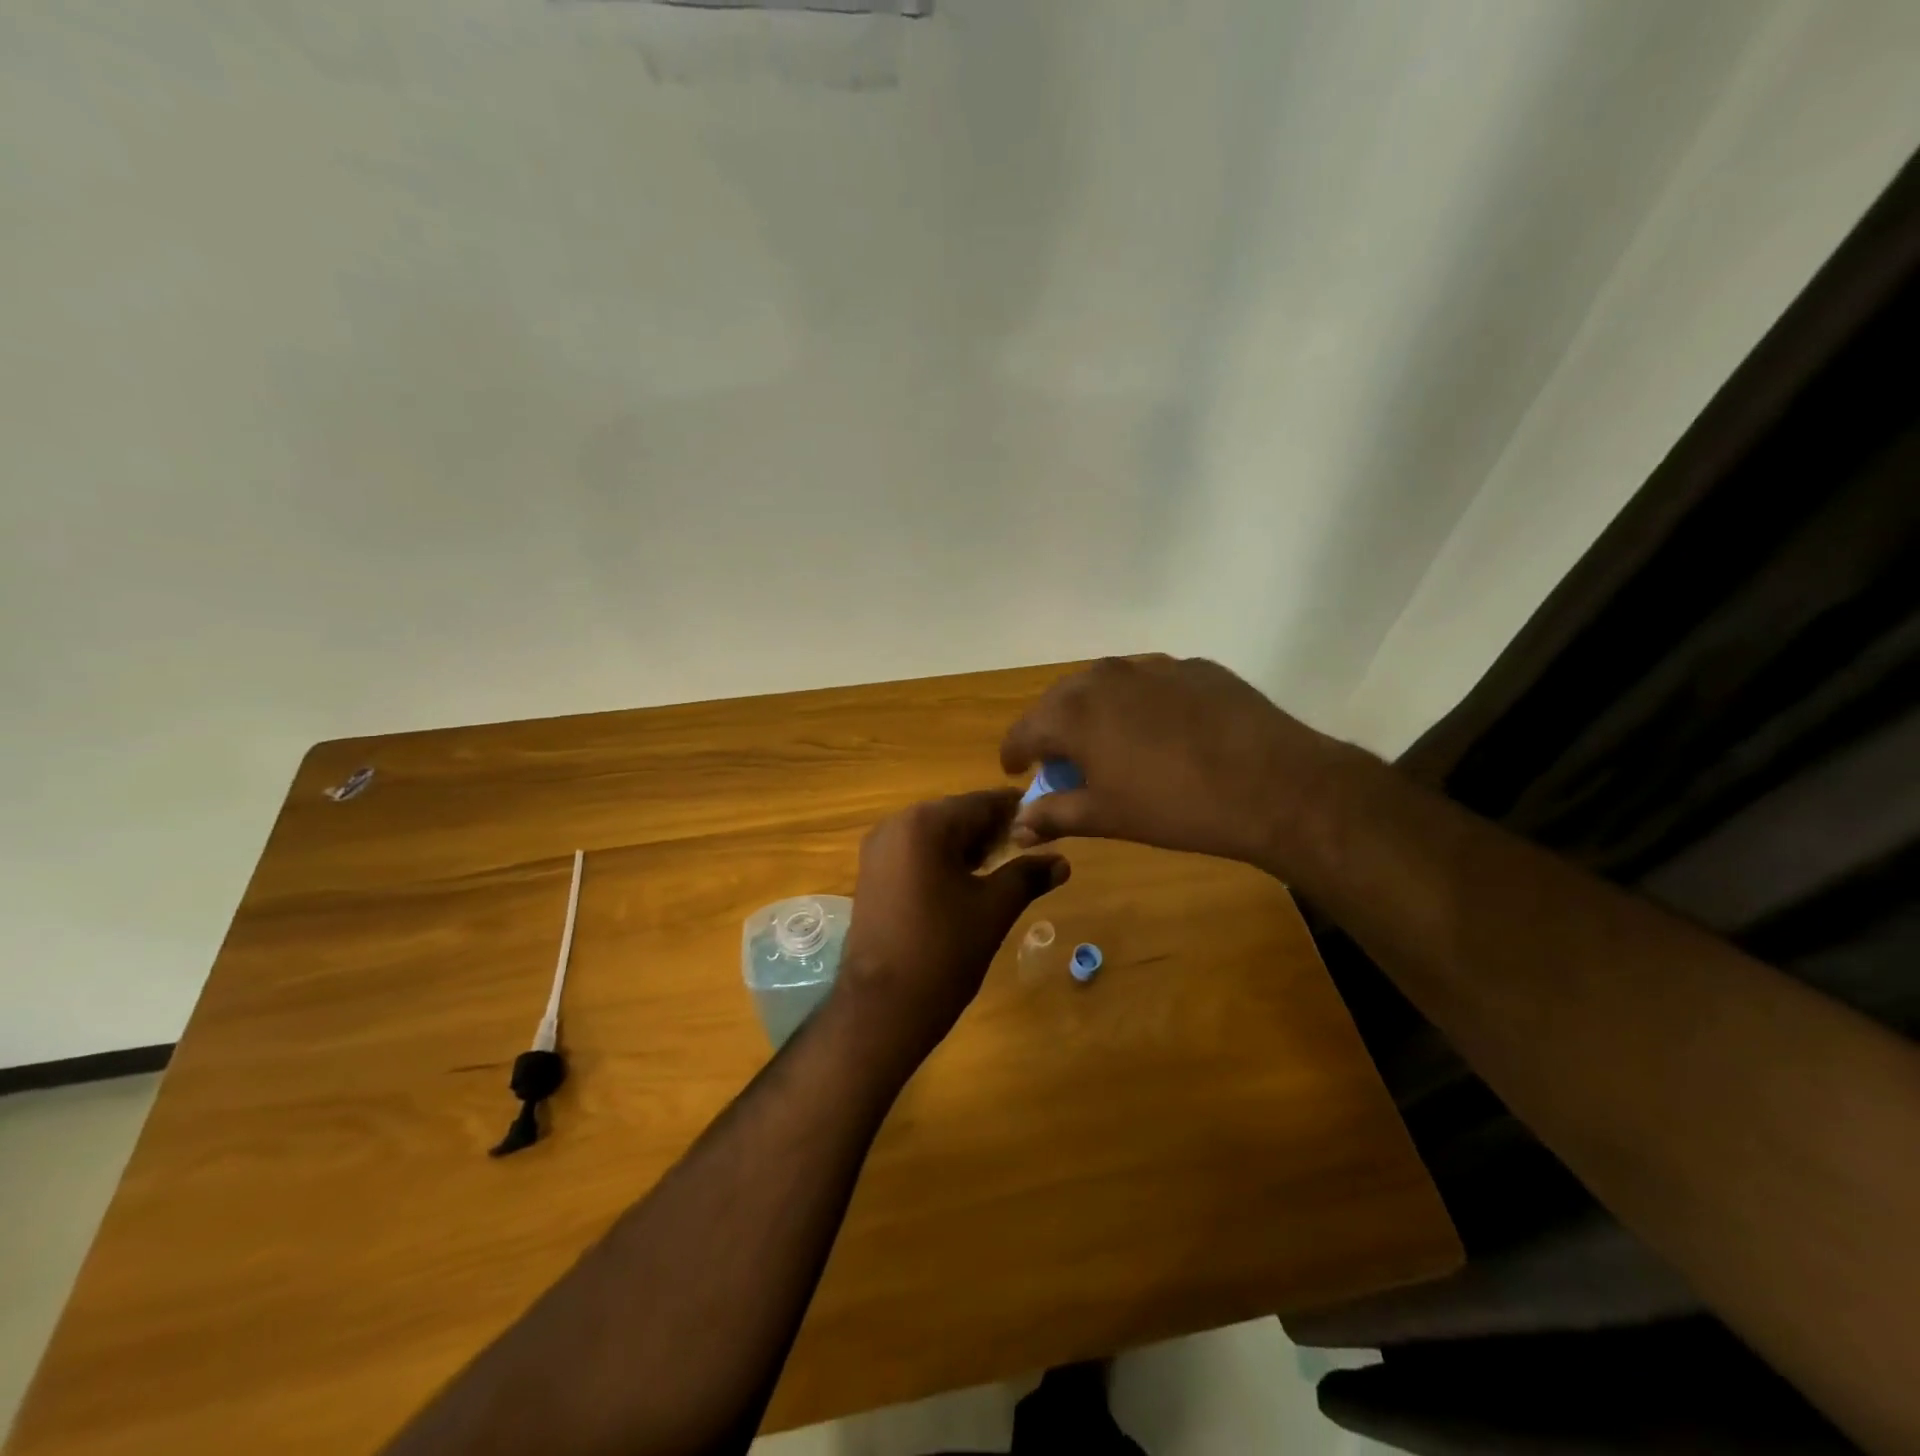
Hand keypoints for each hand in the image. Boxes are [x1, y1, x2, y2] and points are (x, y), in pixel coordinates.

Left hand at [834, 790, 1069, 1065]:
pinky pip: (914, 852)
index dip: (1016, 812)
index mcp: (925, 824)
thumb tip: (1061, 861)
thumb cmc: (943, 952)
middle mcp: (895, 825)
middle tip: (1025, 853)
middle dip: (990, 831)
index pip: (981, 802)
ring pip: (934, 834)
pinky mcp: (870, 874)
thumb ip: (1028, 875)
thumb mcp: (994, 909)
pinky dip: (941, 860)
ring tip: (999, 872)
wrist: (882, 1008)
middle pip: (955, 815)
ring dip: (966, 846)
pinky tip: (964, 884)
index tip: (1046, 825)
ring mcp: (877, 849)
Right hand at [1000, 655, 1350, 869]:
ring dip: (1096, 712)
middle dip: (1053, 729)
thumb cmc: (1174, 806)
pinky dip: (1141, 704)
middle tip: (1062, 760)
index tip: (1015, 771)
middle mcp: (1106, 677)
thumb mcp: (1107, 817)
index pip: (1024, 730)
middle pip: (1061, 700)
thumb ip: (1054, 815)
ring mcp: (1153, 667)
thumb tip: (1017, 827)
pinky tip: (1162, 732)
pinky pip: (1151, 683)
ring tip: (1110, 743)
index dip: (1014, 753)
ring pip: (1106, 685)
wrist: (1273, 785)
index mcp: (1074, 712)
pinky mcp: (1195, 667)